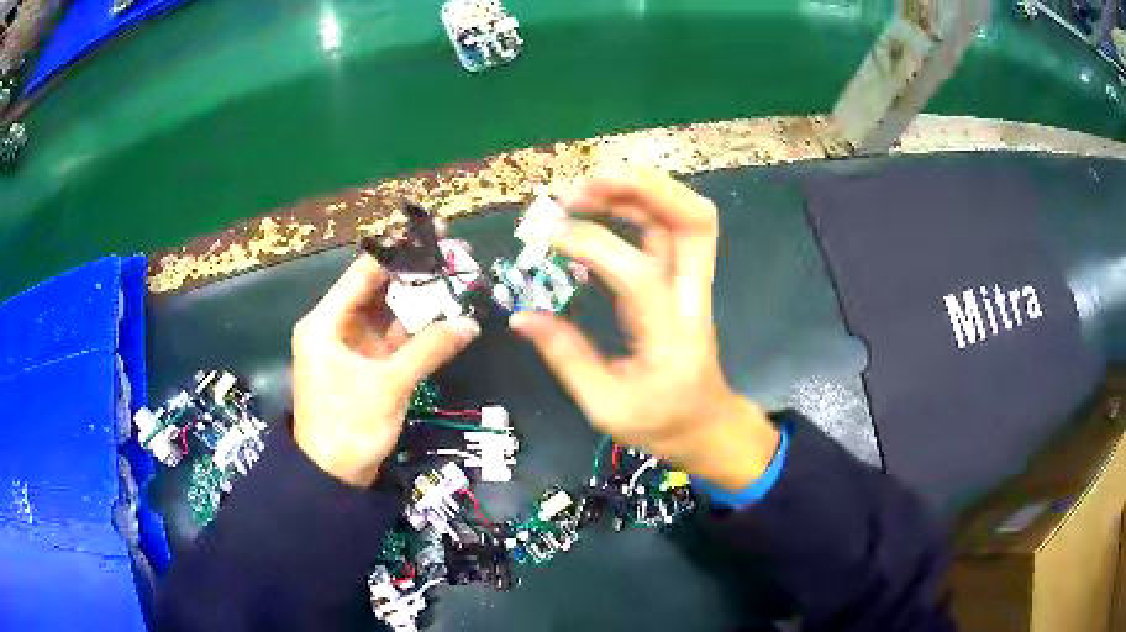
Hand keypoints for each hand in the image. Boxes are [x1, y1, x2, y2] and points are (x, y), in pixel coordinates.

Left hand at [292, 256, 479, 485]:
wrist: (333, 477)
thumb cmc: (349, 427)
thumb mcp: (389, 385)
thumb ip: (429, 350)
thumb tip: (471, 323)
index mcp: (325, 322)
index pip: (364, 273)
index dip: (400, 251)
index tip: (435, 234)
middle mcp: (335, 327)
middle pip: (377, 289)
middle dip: (415, 274)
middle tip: (454, 256)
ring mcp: (350, 347)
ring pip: (387, 313)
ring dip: (418, 300)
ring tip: (455, 280)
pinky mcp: (363, 367)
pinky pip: (391, 338)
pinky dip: (415, 329)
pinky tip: (443, 316)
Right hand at [510, 167, 779, 489]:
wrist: (706, 425)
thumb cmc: (660, 422)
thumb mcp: (605, 406)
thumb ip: (566, 357)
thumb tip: (521, 317)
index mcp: (672, 335)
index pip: (638, 272)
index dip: (590, 243)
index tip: (545, 237)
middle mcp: (692, 297)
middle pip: (692, 221)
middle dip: (642, 189)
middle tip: (585, 185)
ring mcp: (692, 282)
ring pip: (686, 214)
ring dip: (640, 189)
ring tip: (586, 187)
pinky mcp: (683, 278)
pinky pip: (670, 227)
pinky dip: (639, 204)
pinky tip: (602, 204)